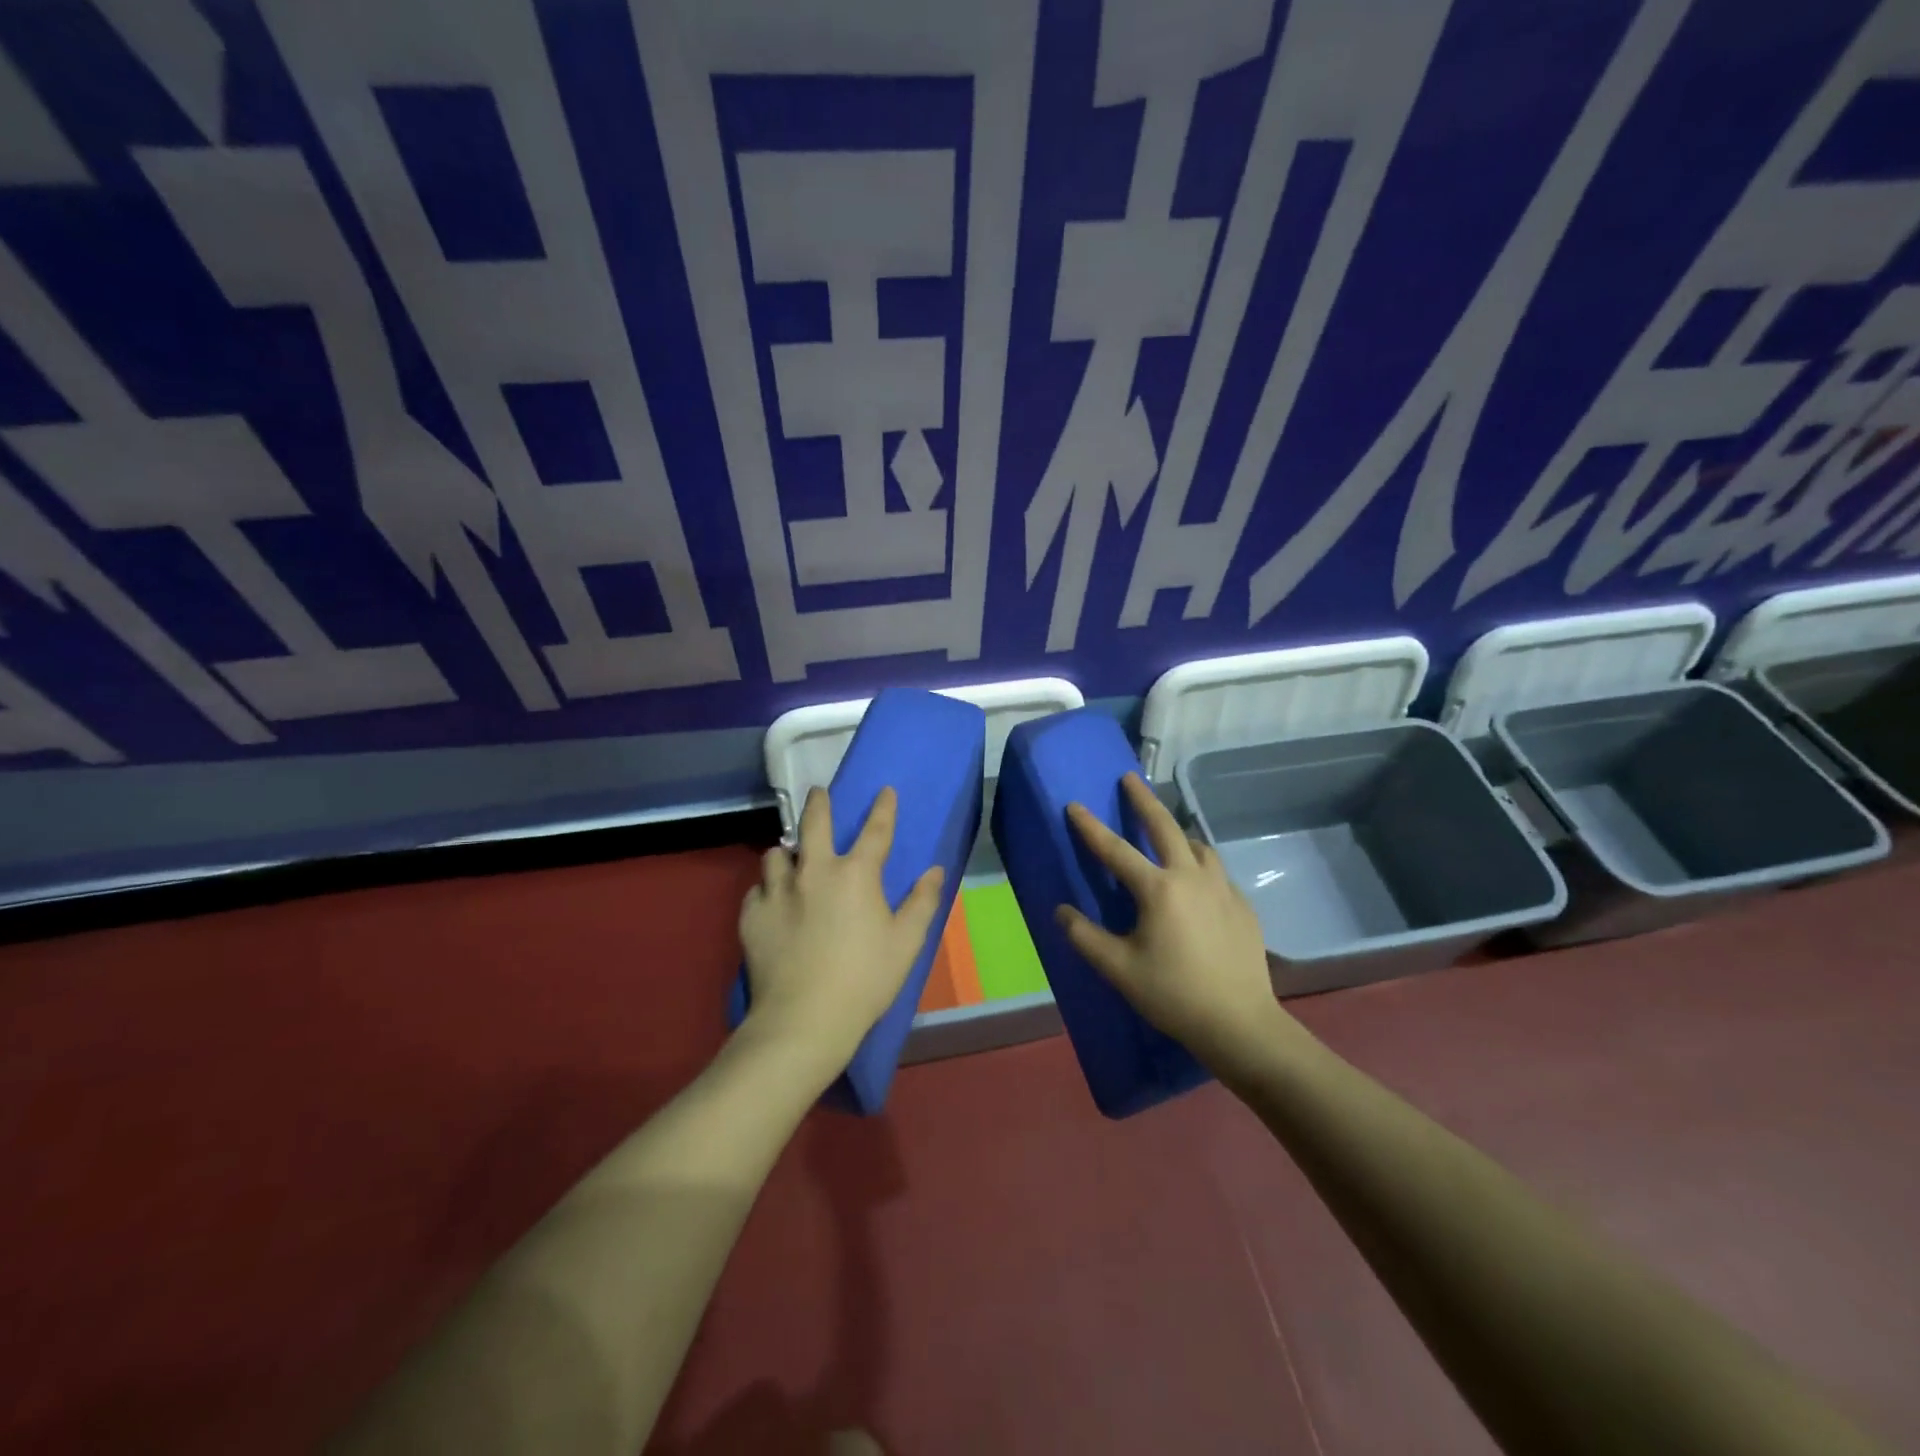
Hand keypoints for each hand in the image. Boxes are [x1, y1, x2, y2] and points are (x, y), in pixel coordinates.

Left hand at [739, 785, 945, 1074]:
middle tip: (818, 793)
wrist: (805, 1020)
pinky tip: (772, 902)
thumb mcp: (907, 943)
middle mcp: (814, 872)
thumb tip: (936, 870)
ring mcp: (778, 892)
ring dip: (787, 851)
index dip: (884, 808)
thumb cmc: (865, 980)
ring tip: (791, 858)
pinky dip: (767, 889)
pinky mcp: (752, 916)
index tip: (885, 791)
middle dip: (819, 803)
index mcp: (856, 874)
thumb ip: (923, 902)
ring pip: (776, 854)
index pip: (875, 830)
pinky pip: (757, 890)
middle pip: (814, 823)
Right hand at [1057, 773, 1285, 1068]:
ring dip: (1177, 832)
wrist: (1240, 1023)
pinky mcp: (1242, 905)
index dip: (1090, 827)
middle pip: (1165, 826)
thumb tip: (1060, 911)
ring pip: (1198, 845)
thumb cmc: (1173, 994)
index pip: (1115, 850)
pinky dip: (1199, 863)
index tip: (1074, 804)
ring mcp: (1222, 888)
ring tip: (1167, 833)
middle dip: (1143, 800)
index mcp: (1158, 889)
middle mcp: (1191, 877)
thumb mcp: (1119, 969)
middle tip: (1130, 779)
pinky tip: (1196, 881)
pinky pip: (1216, 870)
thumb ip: (1085, 937)